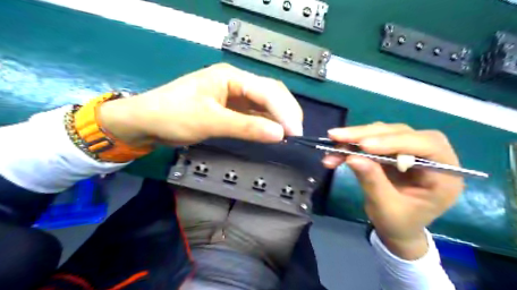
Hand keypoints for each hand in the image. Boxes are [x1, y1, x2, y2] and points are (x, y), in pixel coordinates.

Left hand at [97, 62, 303, 145]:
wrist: (146, 123)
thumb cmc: (173, 116)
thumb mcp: (210, 121)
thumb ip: (246, 127)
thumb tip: (279, 134)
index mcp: (231, 76)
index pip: (267, 91)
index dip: (284, 111)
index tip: (295, 132)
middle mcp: (236, 82)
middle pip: (271, 93)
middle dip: (286, 112)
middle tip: (296, 134)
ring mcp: (235, 96)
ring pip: (265, 104)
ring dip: (278, 119)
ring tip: (289, 135)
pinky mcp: (232, 109)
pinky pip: (255, 115)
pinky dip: (266, 124)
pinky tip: (273, 133)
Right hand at [322, 124, 464, 259]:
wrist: (398, 229)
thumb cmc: (399, 224)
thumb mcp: (386, 208)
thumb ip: (372, 181)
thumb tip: (352, 157)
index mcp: (444, 175)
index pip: (428, 146)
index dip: (395, 142)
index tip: (363, 146)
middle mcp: (431, 156)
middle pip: (401, 133)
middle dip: (366, 134)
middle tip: (337, 136)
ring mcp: (410, 151)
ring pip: (384, 132)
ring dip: (356, 137)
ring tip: (334, 142)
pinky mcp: (392, 150)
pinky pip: (372, 140)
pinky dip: (353, 144)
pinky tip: (337, 151)